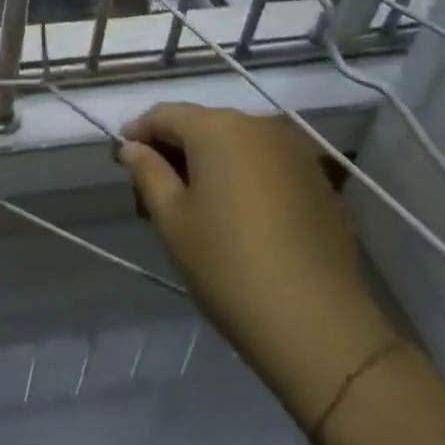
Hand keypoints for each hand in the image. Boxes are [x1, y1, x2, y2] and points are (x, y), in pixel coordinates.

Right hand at [120, 104, 395, 427]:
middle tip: (155, 187)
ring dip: (210, 162)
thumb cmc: (230, 267)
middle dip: (174, 148)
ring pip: (236, 143)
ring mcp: (294, 152)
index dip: (138, 133)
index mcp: (216, 128)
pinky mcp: (318, 181)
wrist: (321, 330)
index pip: (164, 115)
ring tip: (195, 202)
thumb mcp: (172, 220)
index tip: (122, 159)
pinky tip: (238, 214)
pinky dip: (244, 176)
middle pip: (202, 125)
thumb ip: (148, 173)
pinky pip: (266, 164)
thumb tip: (132, 147)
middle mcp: (257, 126)